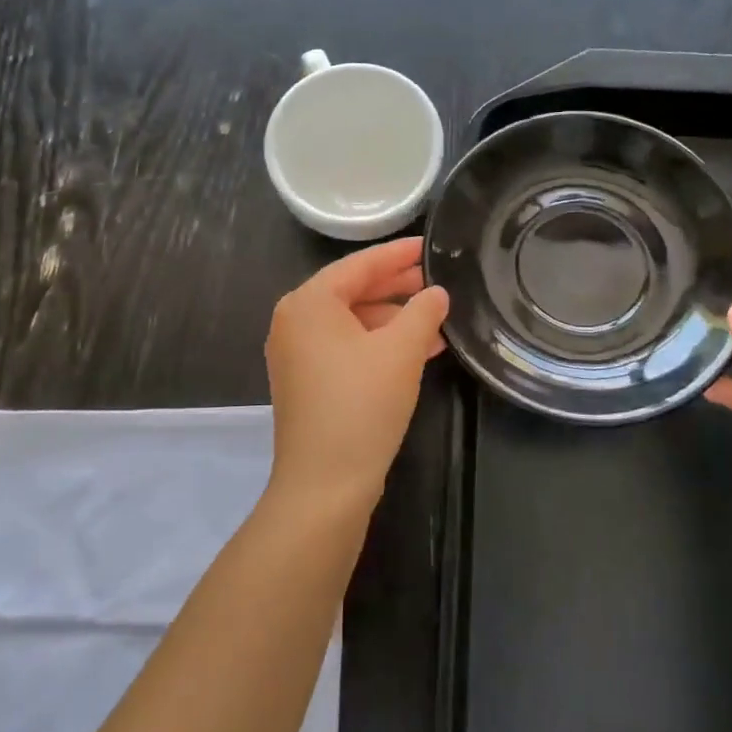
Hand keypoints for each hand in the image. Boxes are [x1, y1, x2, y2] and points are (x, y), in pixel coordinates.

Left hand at [264, 237, 450, 512]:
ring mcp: (296, 354)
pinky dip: (378, 344)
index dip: (398, 254)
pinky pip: (346, 348)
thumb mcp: (401, 351)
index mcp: (308, 303)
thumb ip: (423, 312)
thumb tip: (436, 293)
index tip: (429, 246)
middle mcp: (294, 321)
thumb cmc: (361, 405)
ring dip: (393, 319)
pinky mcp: (305, 382)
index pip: (359, 265)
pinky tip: (417, 351)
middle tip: (436, 280)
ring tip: (436, 319)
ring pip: (352, 322)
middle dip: (397, 287)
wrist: (324, 485)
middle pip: (352, 291)